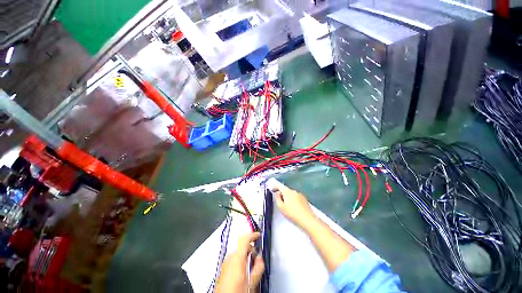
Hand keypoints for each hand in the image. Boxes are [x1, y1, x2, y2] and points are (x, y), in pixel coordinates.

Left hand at [215, 232, 264, 292]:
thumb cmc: (236, 291)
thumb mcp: (252, 281)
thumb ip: (258, 267)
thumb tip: (260, 259)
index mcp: (237, 257)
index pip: (245, 238)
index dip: (253, 235)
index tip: (258, 235)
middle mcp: (230, 257)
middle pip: (241, 245)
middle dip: (250, 247)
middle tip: (257, 254)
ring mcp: (226, 262)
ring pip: (238, 251)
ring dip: (246, 253)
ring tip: (252, 263)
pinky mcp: (224, 268)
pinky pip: (234, 258)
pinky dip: (240, 259)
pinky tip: (244, 269)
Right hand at [272, 183, 316, 228]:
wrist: (307, 219)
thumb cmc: (292, 213)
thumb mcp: (281, 207)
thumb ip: (277, 198)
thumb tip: (277, 193)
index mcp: (287, 192)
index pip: (279, 186)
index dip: (275, 187)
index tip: (272, 189)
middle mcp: (294, 191)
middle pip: (286, 190)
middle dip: (282, 194)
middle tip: (279, 202)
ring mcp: (300, 195)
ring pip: (291, 194)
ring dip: (288, 198)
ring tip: (287, 207)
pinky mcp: (304, 199)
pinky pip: (296, 197)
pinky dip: (293, 200)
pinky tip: (294, 208)